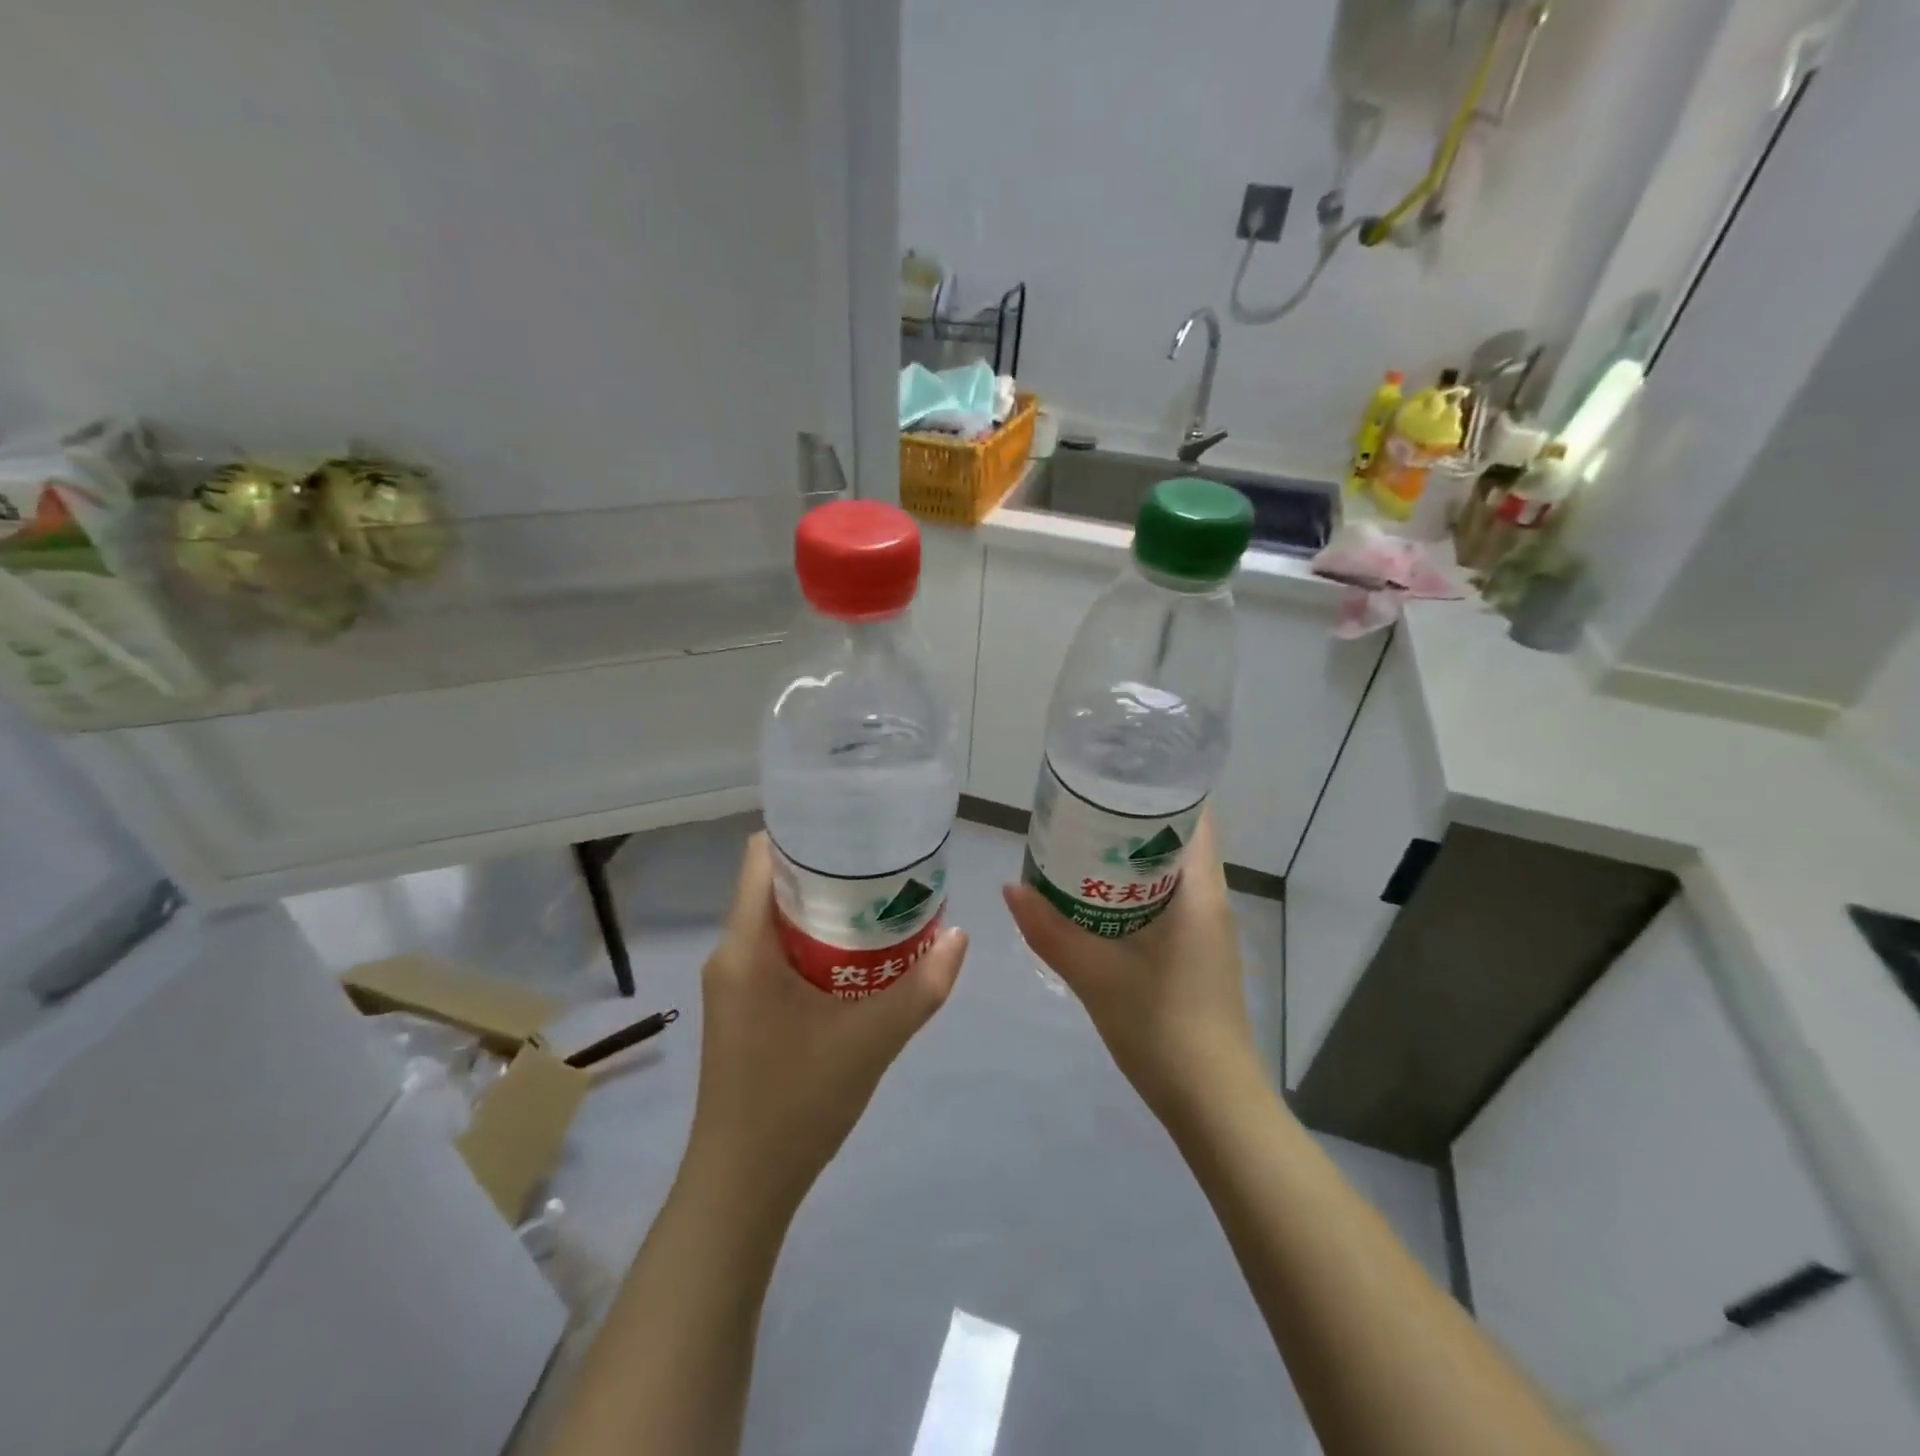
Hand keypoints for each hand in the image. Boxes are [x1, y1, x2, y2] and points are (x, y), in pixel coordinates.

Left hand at [683, 833, 967, 1212]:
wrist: (743, 1186)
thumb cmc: (796, 1102)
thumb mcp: (872, 1041)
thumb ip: (922, 987)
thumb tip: (961, 935)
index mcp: (745, 946)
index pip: (762, 856)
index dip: (806, 833)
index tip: (857, 830)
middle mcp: (732, 953)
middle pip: (776, 884)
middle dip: (830, 871)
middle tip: (886, 866)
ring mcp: (735, 982)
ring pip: (779, 920)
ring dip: (826, 909)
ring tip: (882, 902)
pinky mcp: (744, 1006)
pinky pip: (779, 951)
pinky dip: (817, 941)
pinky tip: (860, 955)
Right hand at [1003, 812, 1259, 1120]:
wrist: (1213, 1104)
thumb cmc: (1163, 1028)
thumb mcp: (1096, 975)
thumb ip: (1049, 930)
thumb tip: (1009, 887)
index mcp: (1199, 891)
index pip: (1194, 815)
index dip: (1157, 789)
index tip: (1112, 777)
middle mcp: (1210, 900)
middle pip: (1176, 839)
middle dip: (1130, 821)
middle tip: (1079, 810)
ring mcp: (1207, 929)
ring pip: (1169, 873)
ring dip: (1129, 858)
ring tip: (1079, 846)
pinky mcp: (1197, 953)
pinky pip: (1165, 902)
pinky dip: (1133, 891)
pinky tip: (1095, 901)